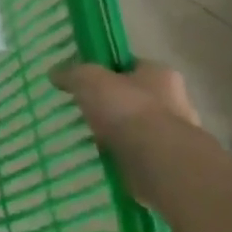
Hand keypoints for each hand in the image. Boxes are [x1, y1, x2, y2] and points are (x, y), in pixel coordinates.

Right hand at [50, 59, 202, 199]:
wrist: (158, 162)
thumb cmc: (126, 109)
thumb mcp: (88, 79)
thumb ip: (72, 73)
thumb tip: (55, 73)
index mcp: (160, 74)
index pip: (133, 66)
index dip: (110, 71)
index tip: (89, 82)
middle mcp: (176, 101)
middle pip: (137, 98)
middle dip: (115, 106)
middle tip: (88, 112)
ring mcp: (176, 137)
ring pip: (139, 129)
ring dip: (120, 135)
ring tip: (92, 139)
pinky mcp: (170, 165)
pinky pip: (140, 156)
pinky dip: (125, 158)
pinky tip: (104, 160)